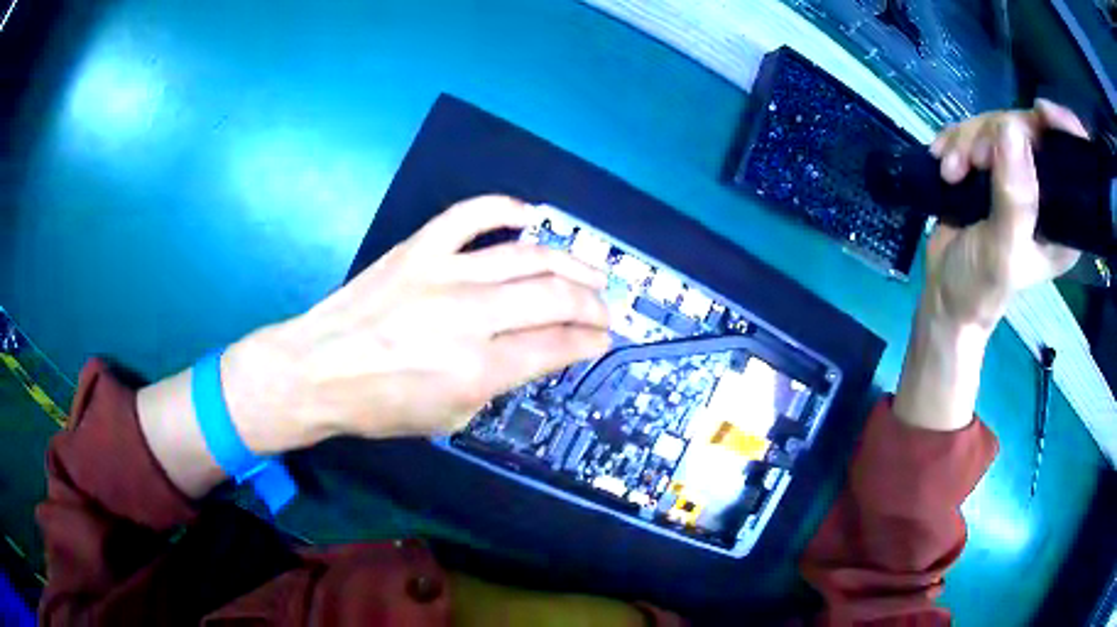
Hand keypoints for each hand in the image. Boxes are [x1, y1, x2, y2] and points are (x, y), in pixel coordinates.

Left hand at [224, 195, 610, 450]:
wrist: (316, 370)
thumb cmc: (379, 406)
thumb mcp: (449, 418)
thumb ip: (497, 385)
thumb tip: (531, 354)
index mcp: (478, 369)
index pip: (556, 346)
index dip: (589, 342)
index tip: (601, 340)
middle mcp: (469, 316)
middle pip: (554, 296)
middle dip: (593, 303)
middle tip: (604, 308)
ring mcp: (443, 273)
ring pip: (527, 255)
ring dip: (570, 262)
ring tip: (589, 270)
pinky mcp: (419, 248)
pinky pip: (471, 214)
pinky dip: (506, 209)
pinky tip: (530, 217)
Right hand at [924, 99, 1085, 330]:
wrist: (946, 294)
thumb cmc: (980, 286)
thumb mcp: (1002, 251)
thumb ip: (1013, 199)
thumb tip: (1012, 131)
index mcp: (1063, 218)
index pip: (1074, 161)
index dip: (1063, 129)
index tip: (1041, 111)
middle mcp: (1045, 191)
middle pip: (1029, 130)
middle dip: (995, 135)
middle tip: (973, 161)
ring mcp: (1017, 176)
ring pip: (998, 125)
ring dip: (967, 142)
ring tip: (950, 173)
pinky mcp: (991, 169)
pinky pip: (975, 131)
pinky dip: (956, 141)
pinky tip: (943, 162)